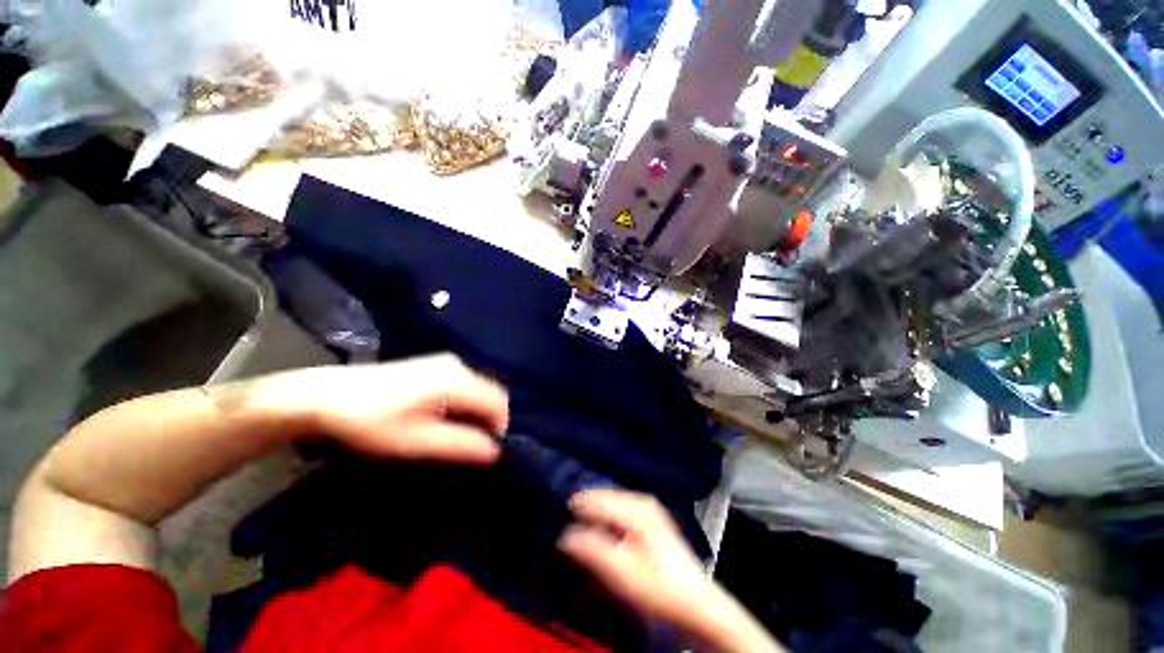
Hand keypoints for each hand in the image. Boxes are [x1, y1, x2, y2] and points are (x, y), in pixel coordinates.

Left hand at [262, 354, 508, 463]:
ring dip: (474, 413)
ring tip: (453, 435)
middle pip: (490, 393)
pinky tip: (441, 417)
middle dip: (487, 420)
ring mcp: (445, 362)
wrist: (323, 396)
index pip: (498, 402)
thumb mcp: (417, 441)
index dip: (499, 428)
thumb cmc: (371, 422)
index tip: (483, 451)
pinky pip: (464, 384)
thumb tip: (496, 451)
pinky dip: (463, 403)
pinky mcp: (432, 365)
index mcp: (457, 380)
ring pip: (477, 389)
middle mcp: (457, 365)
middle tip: (467, 446)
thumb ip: (461, 444)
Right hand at [558, 490, 712, 625]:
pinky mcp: (650, 523)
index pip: (597, 500)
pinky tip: (598, 530)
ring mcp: (648, 511)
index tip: (555, 513)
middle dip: (584, 507)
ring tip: (575, 525)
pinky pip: (620, 513)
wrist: (697, 606)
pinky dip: (606, 520)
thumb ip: (592, 549)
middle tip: (562, 518)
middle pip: (605, 498)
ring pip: (612, 505)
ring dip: (594, 514)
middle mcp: (642, 501)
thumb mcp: (622, 572)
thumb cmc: (659, 588)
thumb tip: (564, 535)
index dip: (576, 507)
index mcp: (636, 507)